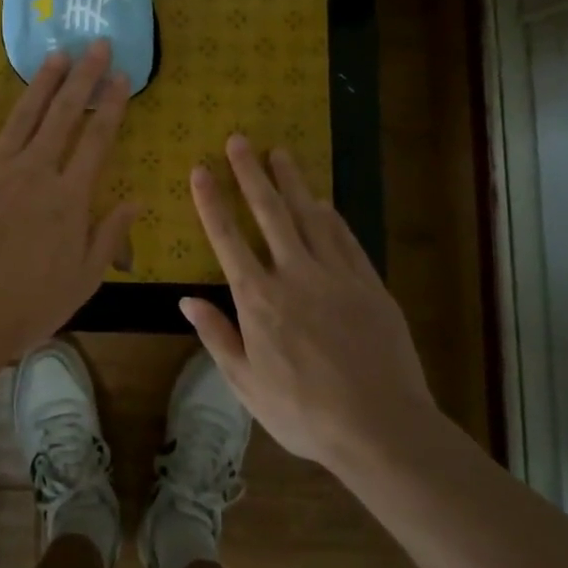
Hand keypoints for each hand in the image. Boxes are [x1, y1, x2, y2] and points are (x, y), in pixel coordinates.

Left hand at [0, 40, 137, 369]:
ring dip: (40, 83)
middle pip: (63, 115)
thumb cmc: (26, 307)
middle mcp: (34, 172)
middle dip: (83, 77)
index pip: (97, 139)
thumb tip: (136, 200)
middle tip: (95, 45)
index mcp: (69, 197)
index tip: (122, 75)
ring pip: (22, 116)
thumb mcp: (82, 281)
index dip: (111, 104)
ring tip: (56, 55)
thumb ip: (109, 236)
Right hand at [181, 136, 435, 469]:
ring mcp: (335, 275)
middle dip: (250, 173)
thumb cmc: (305, 412)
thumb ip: (217, 337)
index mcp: (259, 299)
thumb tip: (186, 300)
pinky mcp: (368, 283)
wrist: (382, 427)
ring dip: (291, 181)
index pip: (228, 238)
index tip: (201, 169)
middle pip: (269, 212)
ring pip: (308, 215)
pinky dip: (330, 215)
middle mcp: (294, 275)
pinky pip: (345, 238)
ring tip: (278, 151)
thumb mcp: (247, 385)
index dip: (212, 201)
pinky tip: (322, 200)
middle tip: (239, 139)